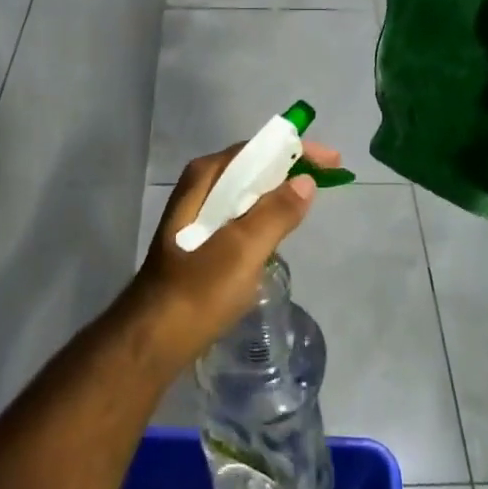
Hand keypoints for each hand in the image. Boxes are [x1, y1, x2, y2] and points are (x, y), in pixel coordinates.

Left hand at [126, 140, 343, 372]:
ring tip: (310, 199)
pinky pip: (242, 213)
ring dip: (279, 191)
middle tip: (328, 180)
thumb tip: (306, 181)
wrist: (154, 338)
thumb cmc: (199, 290)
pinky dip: (265, 213)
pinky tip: (280, 230)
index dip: (297, 150)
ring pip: (248, 191)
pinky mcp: (202, 238)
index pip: (259, 149)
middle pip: (254, 166)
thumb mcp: (243, 250)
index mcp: (206, 178)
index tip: (332, 161)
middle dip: (291, 168)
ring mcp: (199, 213)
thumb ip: (276, 213)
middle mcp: (200, 187)